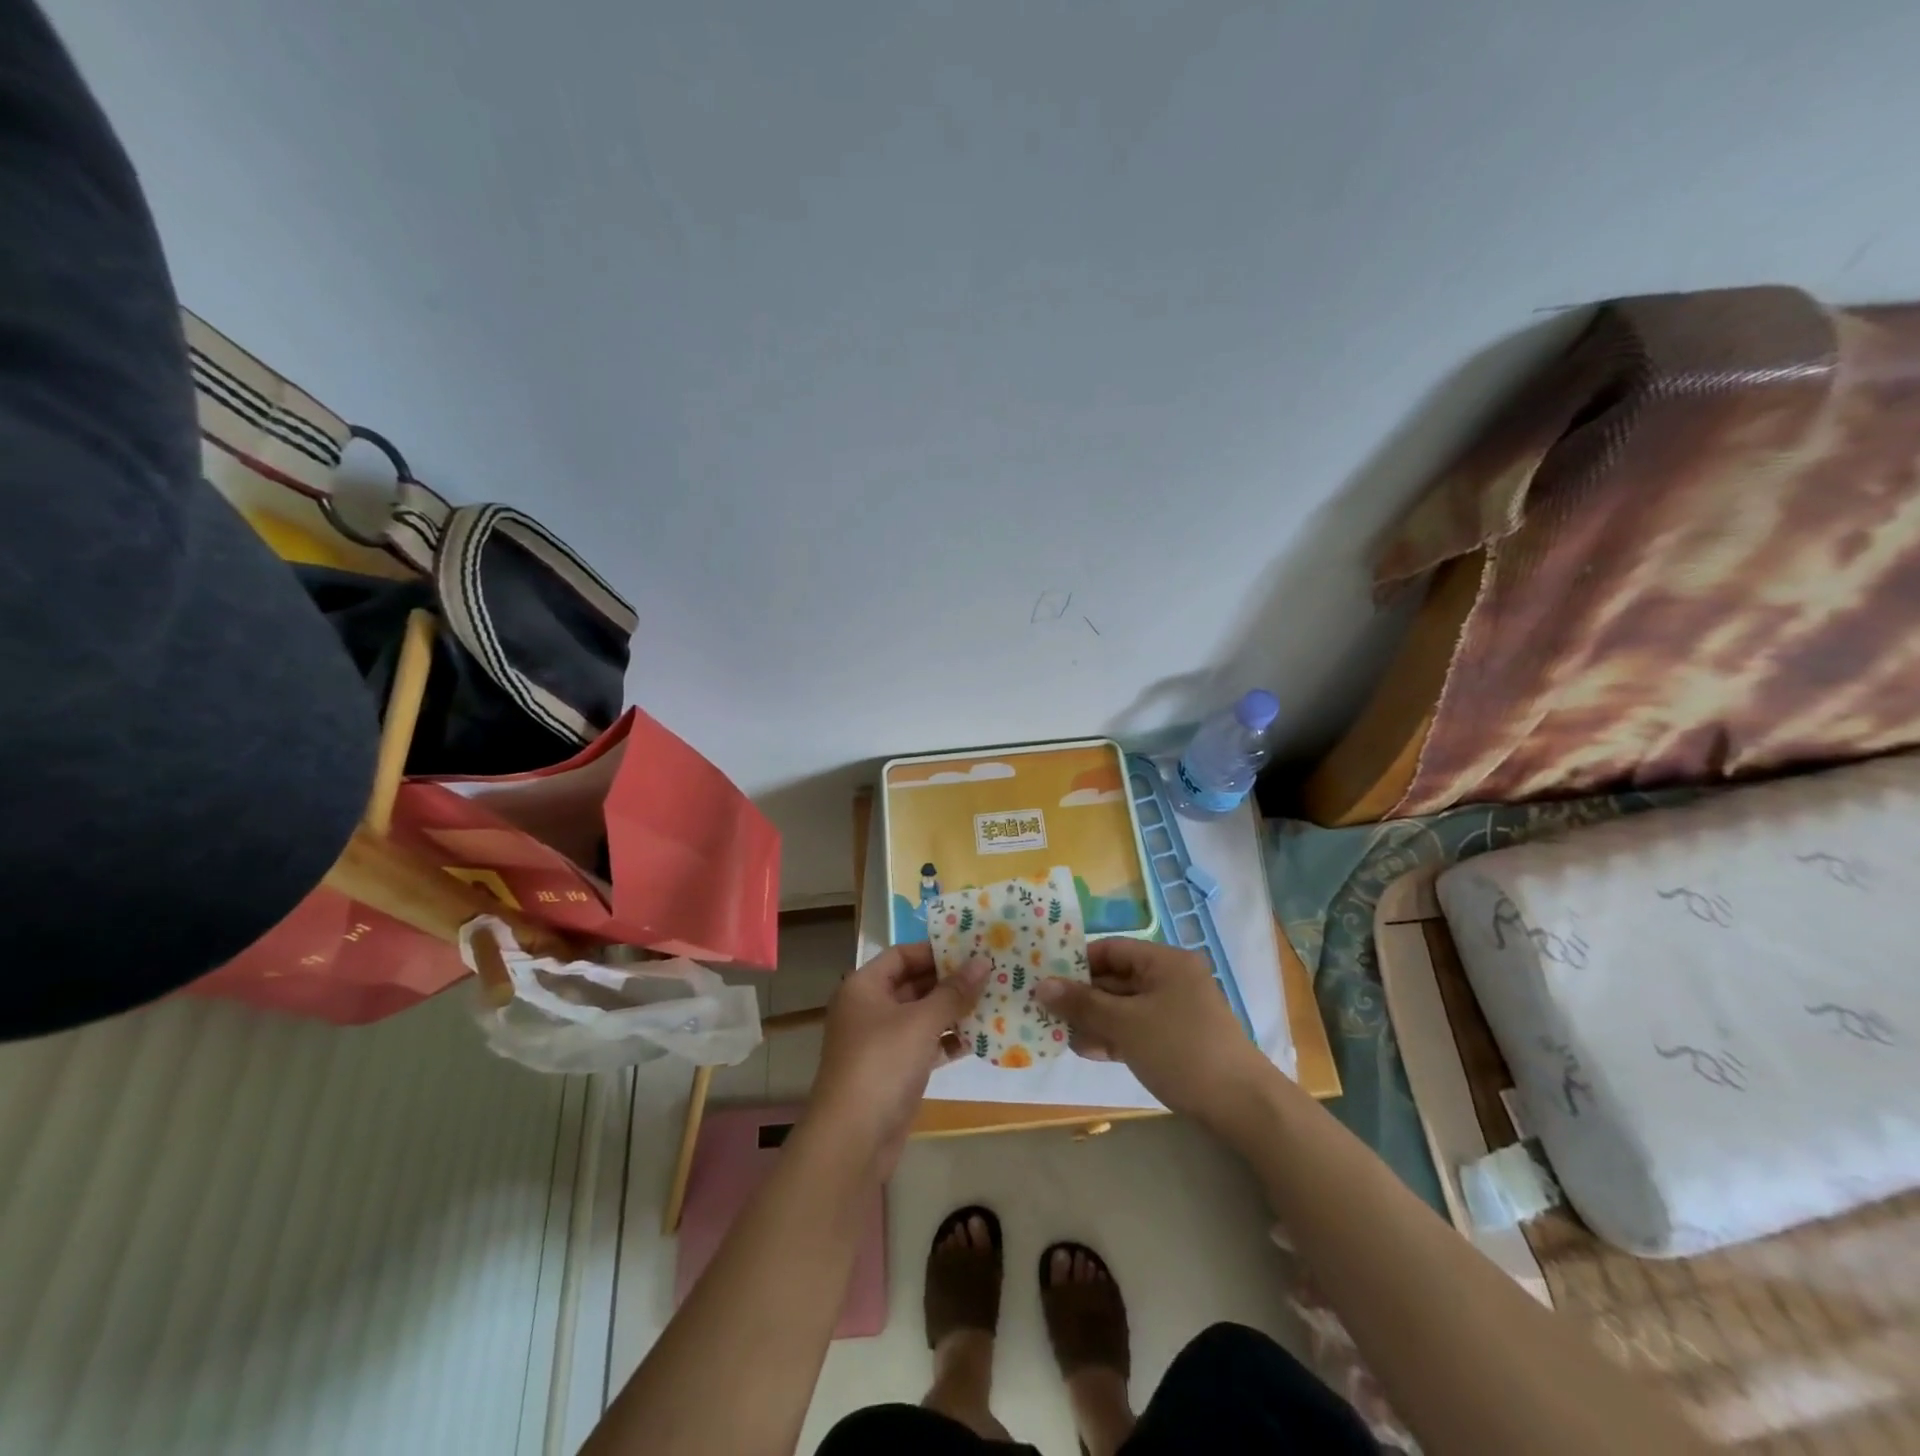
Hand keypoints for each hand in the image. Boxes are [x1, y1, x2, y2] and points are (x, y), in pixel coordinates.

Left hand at [805, 942, 988, 1176]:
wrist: (852, 1139)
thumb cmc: (882, 1064)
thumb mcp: (921, 1022)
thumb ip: (954, 991)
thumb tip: (983, 961)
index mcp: (864, 986)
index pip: (902, 955)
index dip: (935, 949)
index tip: (972, 947)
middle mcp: (869, 1008)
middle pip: (913, 984)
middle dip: (950, 980)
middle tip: (991, 972)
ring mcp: (881, 1041)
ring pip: (922, 1016)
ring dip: (954, 1011)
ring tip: (994, 1001)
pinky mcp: (895, 1071)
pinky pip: (925, 1044)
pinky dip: (948, 1040)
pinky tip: (980, 1038)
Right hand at [1035, 939, 1273, 1126]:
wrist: (1241, 1106)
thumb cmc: (1180, 1049)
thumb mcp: (1125, 1024)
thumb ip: (1082, 1003)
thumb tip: (1041, 985)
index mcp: (1164, 961)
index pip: (1111, 949)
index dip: (1077, 961)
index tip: (1045, 978)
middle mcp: (1169, 979)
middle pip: (1115, 979)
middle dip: (1081, 996)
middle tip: (1045, 1010)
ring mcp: (1174, 1011)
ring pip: (1123, 1007)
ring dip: (1093, 1020)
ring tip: (1059, 1034)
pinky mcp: (1175, 1040)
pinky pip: (1135, 1029)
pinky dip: (1112, 1036)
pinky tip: (1086, 1050)